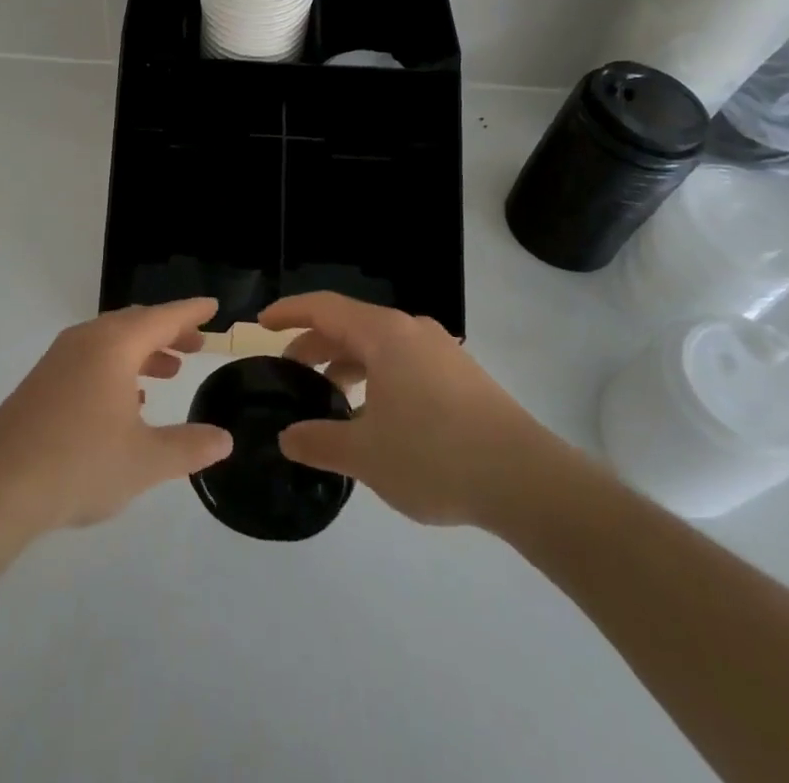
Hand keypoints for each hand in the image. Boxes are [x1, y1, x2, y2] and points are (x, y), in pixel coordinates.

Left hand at [0, 298, 233, 545]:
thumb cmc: (78, 464)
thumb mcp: (145, 461)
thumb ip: (188, 447)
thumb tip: (224, 439)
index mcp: (114, 345)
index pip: (163, 317)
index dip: (191, 312)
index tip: (213, 307)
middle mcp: (86, 341)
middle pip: (136, 324)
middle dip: (169, 332)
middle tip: (197, 345)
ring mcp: (59, 360)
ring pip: (111, 342)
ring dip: (143, 352)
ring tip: (169, 372)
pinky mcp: (41, 383)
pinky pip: (90, 359)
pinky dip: (117, 368)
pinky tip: (126, 403)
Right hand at [259, 291, 577, 531]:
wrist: (527, 480)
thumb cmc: (435, 456)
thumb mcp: (366, 454)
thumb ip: (320, 441)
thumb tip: (288, 437)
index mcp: (384, 334)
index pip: (324, 307)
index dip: (289, 312)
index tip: (261, 323)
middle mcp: (412, 331)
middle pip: (350, 325)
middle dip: (315, 345)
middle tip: (290, 373)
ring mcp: (441, 352)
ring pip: (379, 346)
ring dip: (347, 364)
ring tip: (329, 398)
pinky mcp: (460, 377)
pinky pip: (403, 363)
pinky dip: (376, 377)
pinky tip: (375, 417)